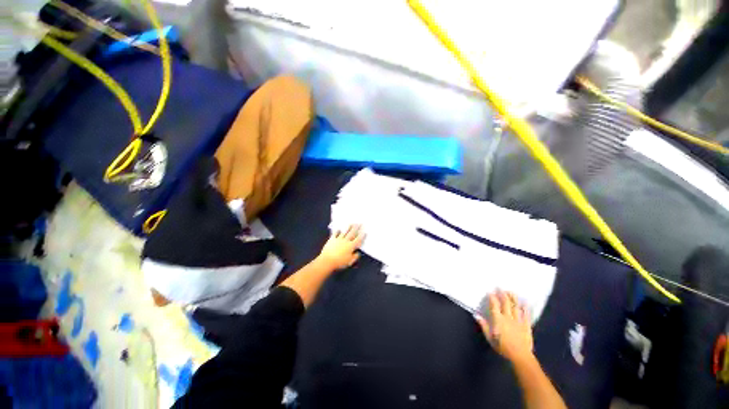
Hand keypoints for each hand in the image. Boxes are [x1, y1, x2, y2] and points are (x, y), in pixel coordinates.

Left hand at [317, 225, 364, 270]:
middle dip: (356, 228)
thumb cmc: (339, 262)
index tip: (364, 231)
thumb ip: (355, 257)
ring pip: (345, 232)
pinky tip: (339, 229)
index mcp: (351, 246)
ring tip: (351, 224)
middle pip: (352, 233)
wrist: (327, 260)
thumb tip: (358, 253)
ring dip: (348, 227)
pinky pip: (335, 234)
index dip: (362, 235)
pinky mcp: (332, 239)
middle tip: (359, 223)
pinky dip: (337, 231)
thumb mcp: (349, 262)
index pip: (358, 239)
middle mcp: (346, 241)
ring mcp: (338, 239)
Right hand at [477, 290, 533, 364]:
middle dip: (503, 294)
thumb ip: (484, 326)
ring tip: (511, 292)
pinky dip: (525, 308)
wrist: (520, 356)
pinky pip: (526, 315)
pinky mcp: (526, 325)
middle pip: (505, 303)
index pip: (494, 306)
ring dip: (513, 298)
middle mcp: (508, 317)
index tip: (490, 292)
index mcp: (498, 320)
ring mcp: (518, 320)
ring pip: (515, 306)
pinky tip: (524, 303)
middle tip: (500, 287)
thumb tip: (476, 315)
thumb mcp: (490, 338)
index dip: (492, 298)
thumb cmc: (503, 347)